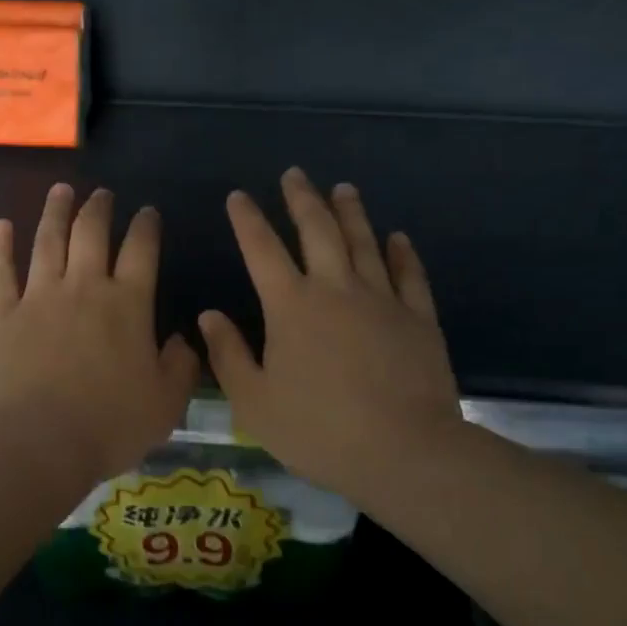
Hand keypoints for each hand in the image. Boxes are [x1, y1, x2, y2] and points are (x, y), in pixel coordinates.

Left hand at [0, 183, 199, 486]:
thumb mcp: (166, 403)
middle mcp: (83, 287)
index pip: (141, 250)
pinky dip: (1, 245)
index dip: (146, 226)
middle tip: (101, 193)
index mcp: (127, 304)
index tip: (147, 212)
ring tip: (61, 190)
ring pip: (47, 240)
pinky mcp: (1, 314)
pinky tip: (3, 225)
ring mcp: (38, 296)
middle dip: (98, 208)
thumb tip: (181, 339)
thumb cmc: (109, 424)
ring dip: (55, 212)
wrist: (38, 443)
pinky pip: (0, 270)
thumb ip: (181, 366)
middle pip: (91, 233)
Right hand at [198, 170, 461, 502]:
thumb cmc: (318, 431)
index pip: (262, 250)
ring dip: (350, 212)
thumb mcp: (254, 402)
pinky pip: (409, 275)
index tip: (238, 196)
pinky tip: (397, 237)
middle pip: (317, 231)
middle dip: (302, 199)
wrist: (403, 451)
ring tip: (342, 188)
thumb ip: (229, 355)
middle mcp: (335, 289)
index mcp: (291, 307)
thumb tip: (208, 315)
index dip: (247, 220)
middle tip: (294, 174)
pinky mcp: (418, 318)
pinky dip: (402, 252)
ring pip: (364, 242)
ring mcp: (382, 299)